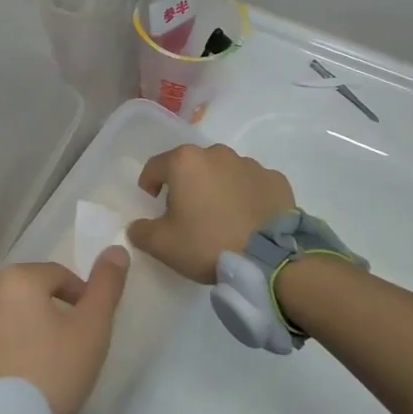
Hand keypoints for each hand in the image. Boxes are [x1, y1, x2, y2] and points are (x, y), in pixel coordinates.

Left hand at [0, 251, 129, 413]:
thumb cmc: (53, 373)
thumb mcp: (92, 330)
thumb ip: (106, 286)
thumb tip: (117, 249)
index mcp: (18, 279)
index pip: (57, 276)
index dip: (78, 297)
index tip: (87, 327)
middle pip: (26, 294)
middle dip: (44, 312)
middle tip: (61, 347)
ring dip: (16, 328)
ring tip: (33, 364)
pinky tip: (5, 375)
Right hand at [128, 143, 295, 283]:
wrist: (271, 260)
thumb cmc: (208, 244)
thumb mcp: (163, 245)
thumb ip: (141, 231)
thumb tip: (136, 226)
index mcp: (185, 162)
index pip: (155, 166)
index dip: (149, 183)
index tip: (153, 202)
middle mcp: (217, 154)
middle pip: (192, 166)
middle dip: (186, 184)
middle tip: (188, 213)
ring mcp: (249, 164)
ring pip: (223, 172)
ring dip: (217, 187)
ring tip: (222, 217)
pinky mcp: (276, 180)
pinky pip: (252, 183)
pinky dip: (246, 195)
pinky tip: (248, 218)